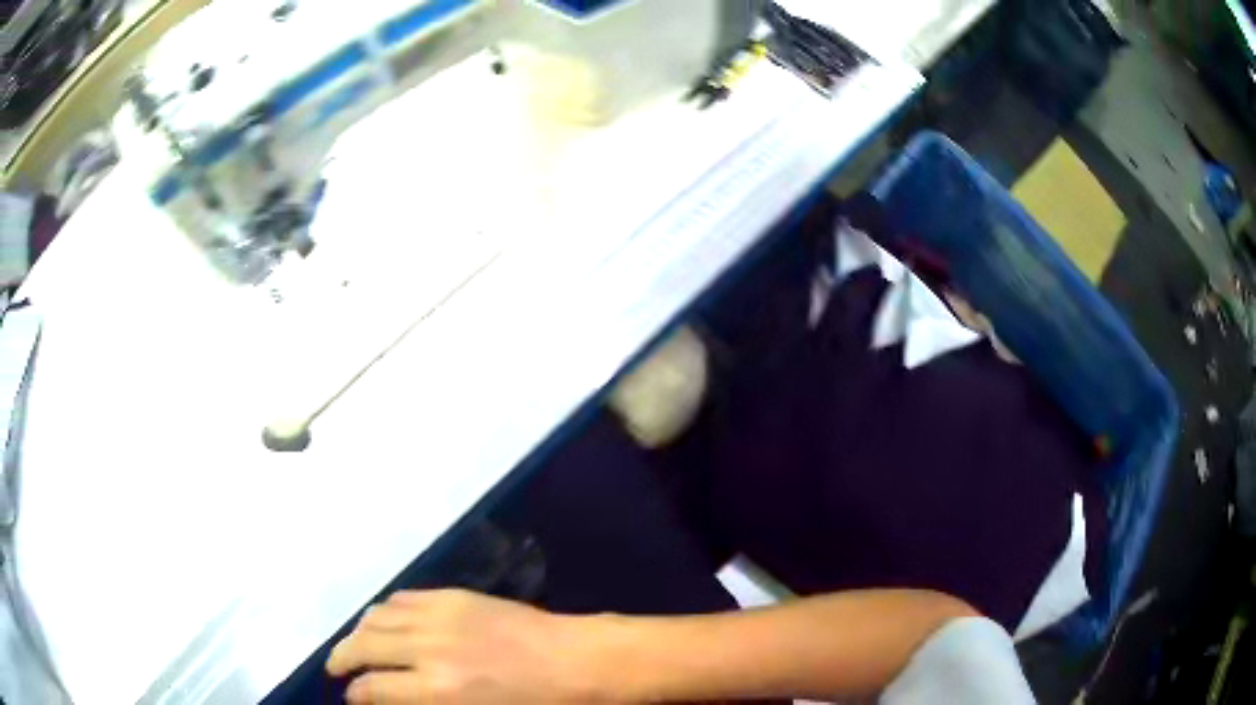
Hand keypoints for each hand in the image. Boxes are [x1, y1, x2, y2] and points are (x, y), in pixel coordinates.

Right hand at [326, 589, 606, 703]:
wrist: (577, 661)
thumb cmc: (536, 704)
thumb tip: (393, 698)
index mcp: (438, 689)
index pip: (373, 689)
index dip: (355, 695)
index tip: (350, 698)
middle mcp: (428, 648)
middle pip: (363, 646)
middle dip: (342, 659)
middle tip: (336, 669)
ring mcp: (440, 616)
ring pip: (376, 617)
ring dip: (358, 632)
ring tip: (354, 645)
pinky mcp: (454, 595)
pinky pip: (404, 598)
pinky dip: (385, 610)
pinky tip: (384, 621)